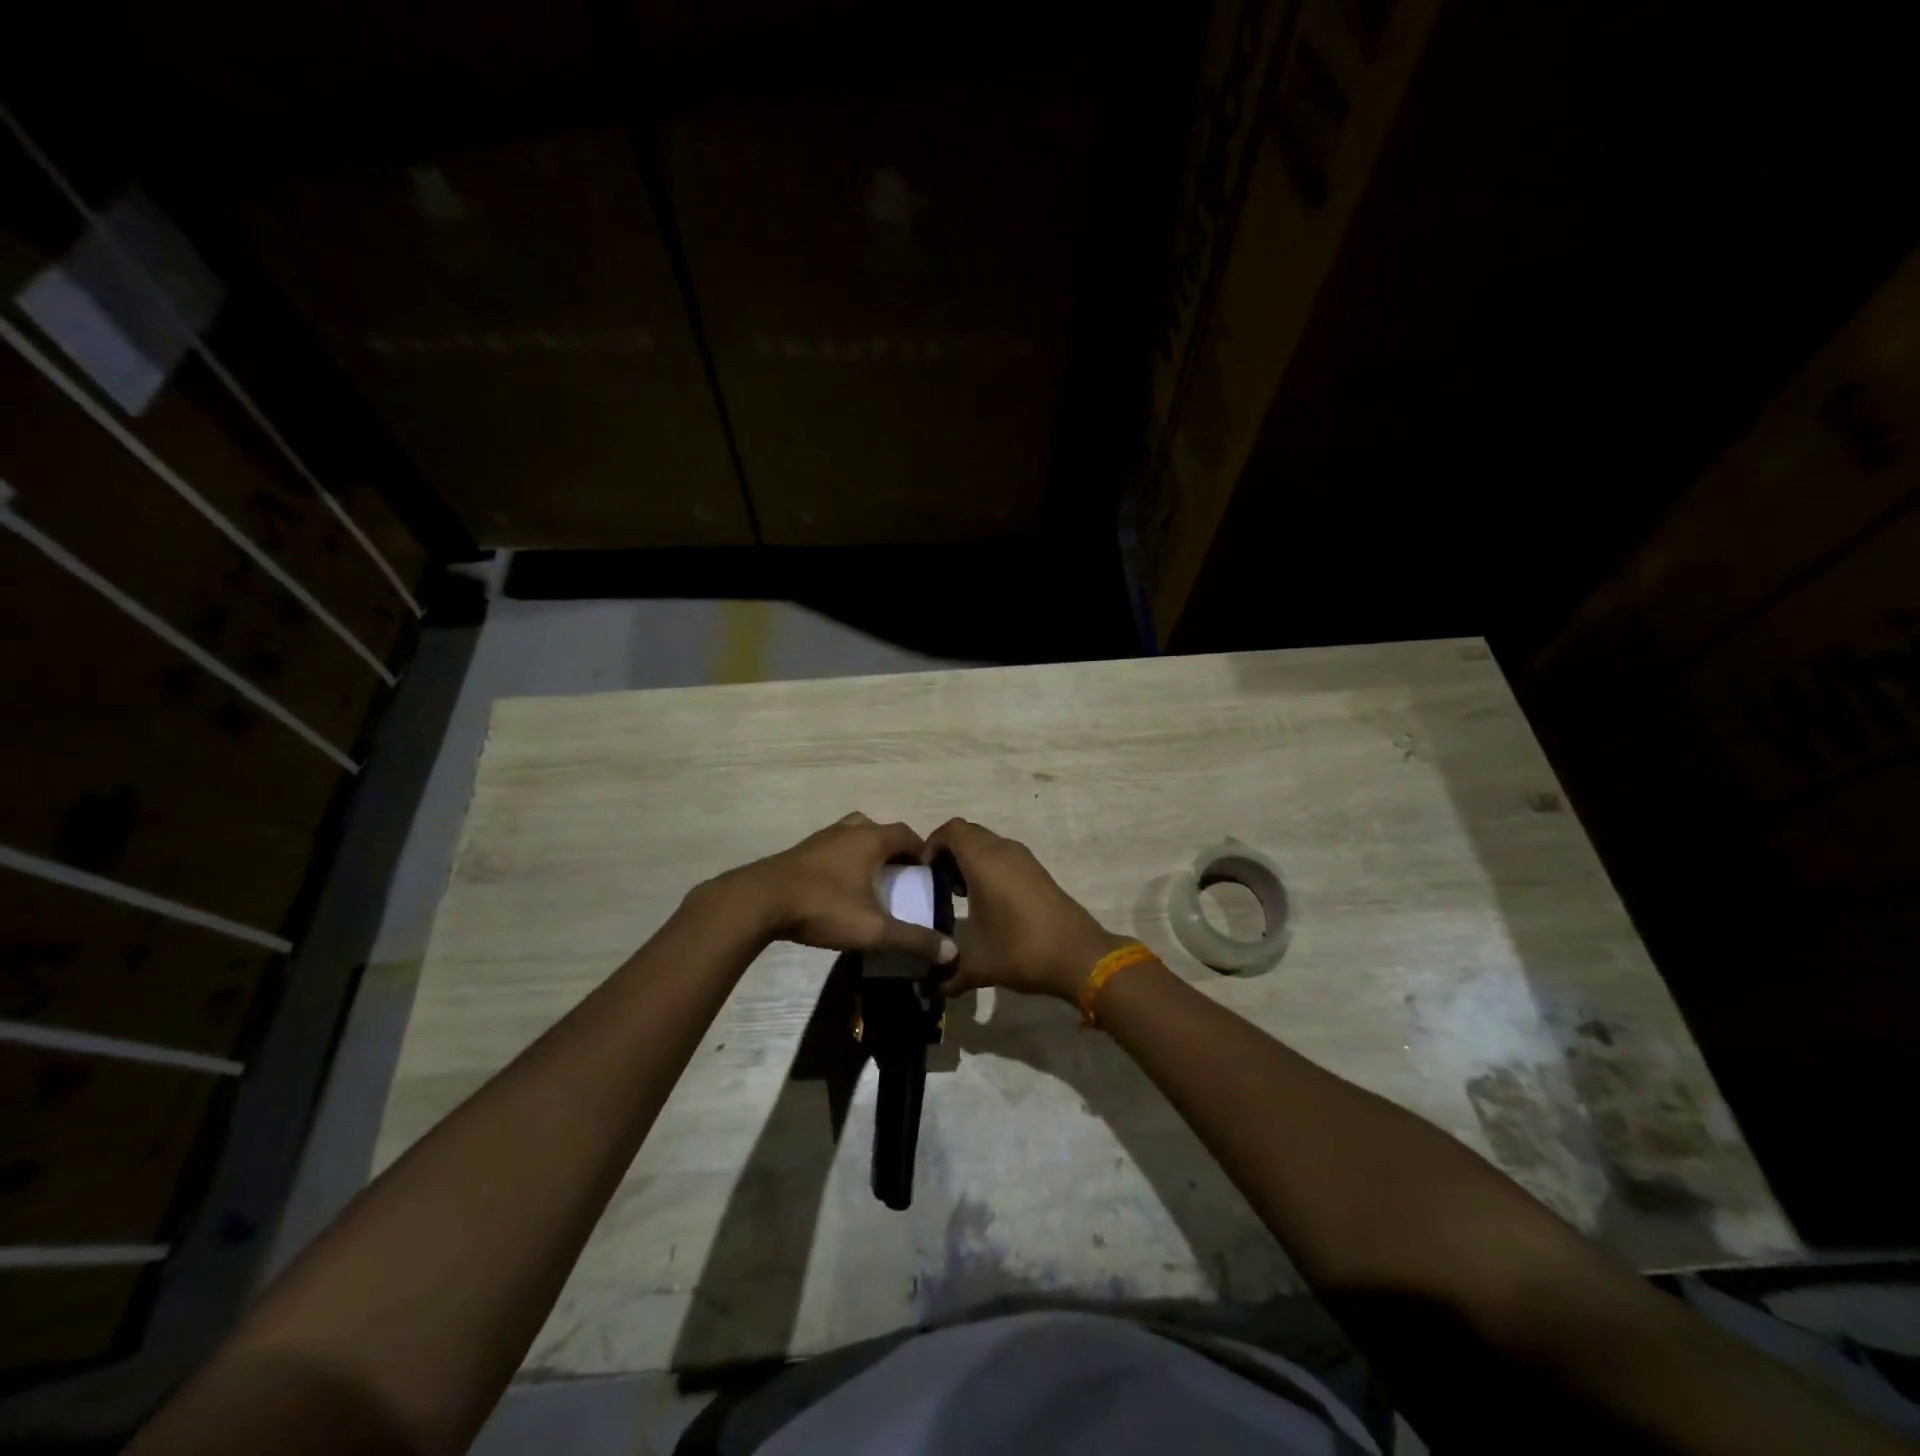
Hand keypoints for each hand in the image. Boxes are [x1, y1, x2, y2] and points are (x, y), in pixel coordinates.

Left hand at [733, 813, 955, 962]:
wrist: (760, 901)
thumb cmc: (823, 907)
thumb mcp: (874, 929)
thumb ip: (913, 939)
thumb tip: (951, 950)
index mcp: (871, 839)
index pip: (908, 834)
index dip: (923, 852)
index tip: (929, 875)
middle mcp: (849, 830)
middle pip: (881, 831)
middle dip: (895, 852)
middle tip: (902, 879)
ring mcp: (822, 838)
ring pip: (855, 836)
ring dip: (868, 853)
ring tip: (872, 882)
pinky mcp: (801, 851)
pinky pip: (834, 848)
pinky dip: (845, 860)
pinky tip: (840, 888)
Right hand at [921, 818, 1128, 1000]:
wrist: (1078, 955)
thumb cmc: (1020, 950)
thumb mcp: (976, 965)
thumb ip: (947, 974)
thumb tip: (931, 988)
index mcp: (983, 861)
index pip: (950, 830)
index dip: (931, 845)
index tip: (923, 873)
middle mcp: (1003, 850)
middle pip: (968, 833)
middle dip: (948, 852)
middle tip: (937, 882)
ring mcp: (1024, 859)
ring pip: (988, 844)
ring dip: (970, 860)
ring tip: (959, 893)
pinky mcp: (1038, 871)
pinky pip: (1004, 856)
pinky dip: (989, 867)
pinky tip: (987, 901)